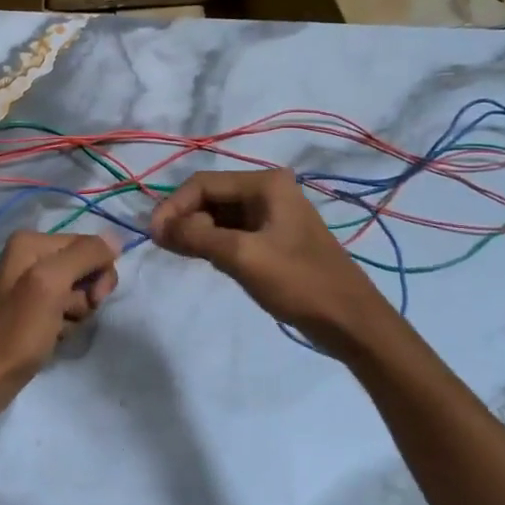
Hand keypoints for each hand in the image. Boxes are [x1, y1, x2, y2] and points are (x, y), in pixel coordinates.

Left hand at [0, 231, 118, 420]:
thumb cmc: (17, 330)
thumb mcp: (50, 284)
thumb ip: (83, 255)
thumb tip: (116, 238)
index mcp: (31, 242)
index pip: (88, 244)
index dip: (99, 272)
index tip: (94, 299)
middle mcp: (30, 256)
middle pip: (85, 267)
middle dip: (86, 294)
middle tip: (71, 314)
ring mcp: (32, 285)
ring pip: (79, 291)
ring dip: (77, 313)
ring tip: (56, 329)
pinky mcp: (34, 310)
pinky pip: (66, 309)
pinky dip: (66, 324)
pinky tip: (53, 337)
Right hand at [149, 168, 390, 350]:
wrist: (350, 321)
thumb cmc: (298, 282)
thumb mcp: (242, 256)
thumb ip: (196, 236)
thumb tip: (157, 227)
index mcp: (265, 183)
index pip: (203, 183)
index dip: (174, 206)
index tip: (153, 236)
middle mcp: (268, 190)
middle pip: (210, 196)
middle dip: (184, 218)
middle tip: (164, 247)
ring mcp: (272, 215)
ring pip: (219, 215)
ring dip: (196, 231)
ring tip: (178, 253)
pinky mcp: (273, 238)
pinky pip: (232, 231)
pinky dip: (212, 242)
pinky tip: (202, 258)